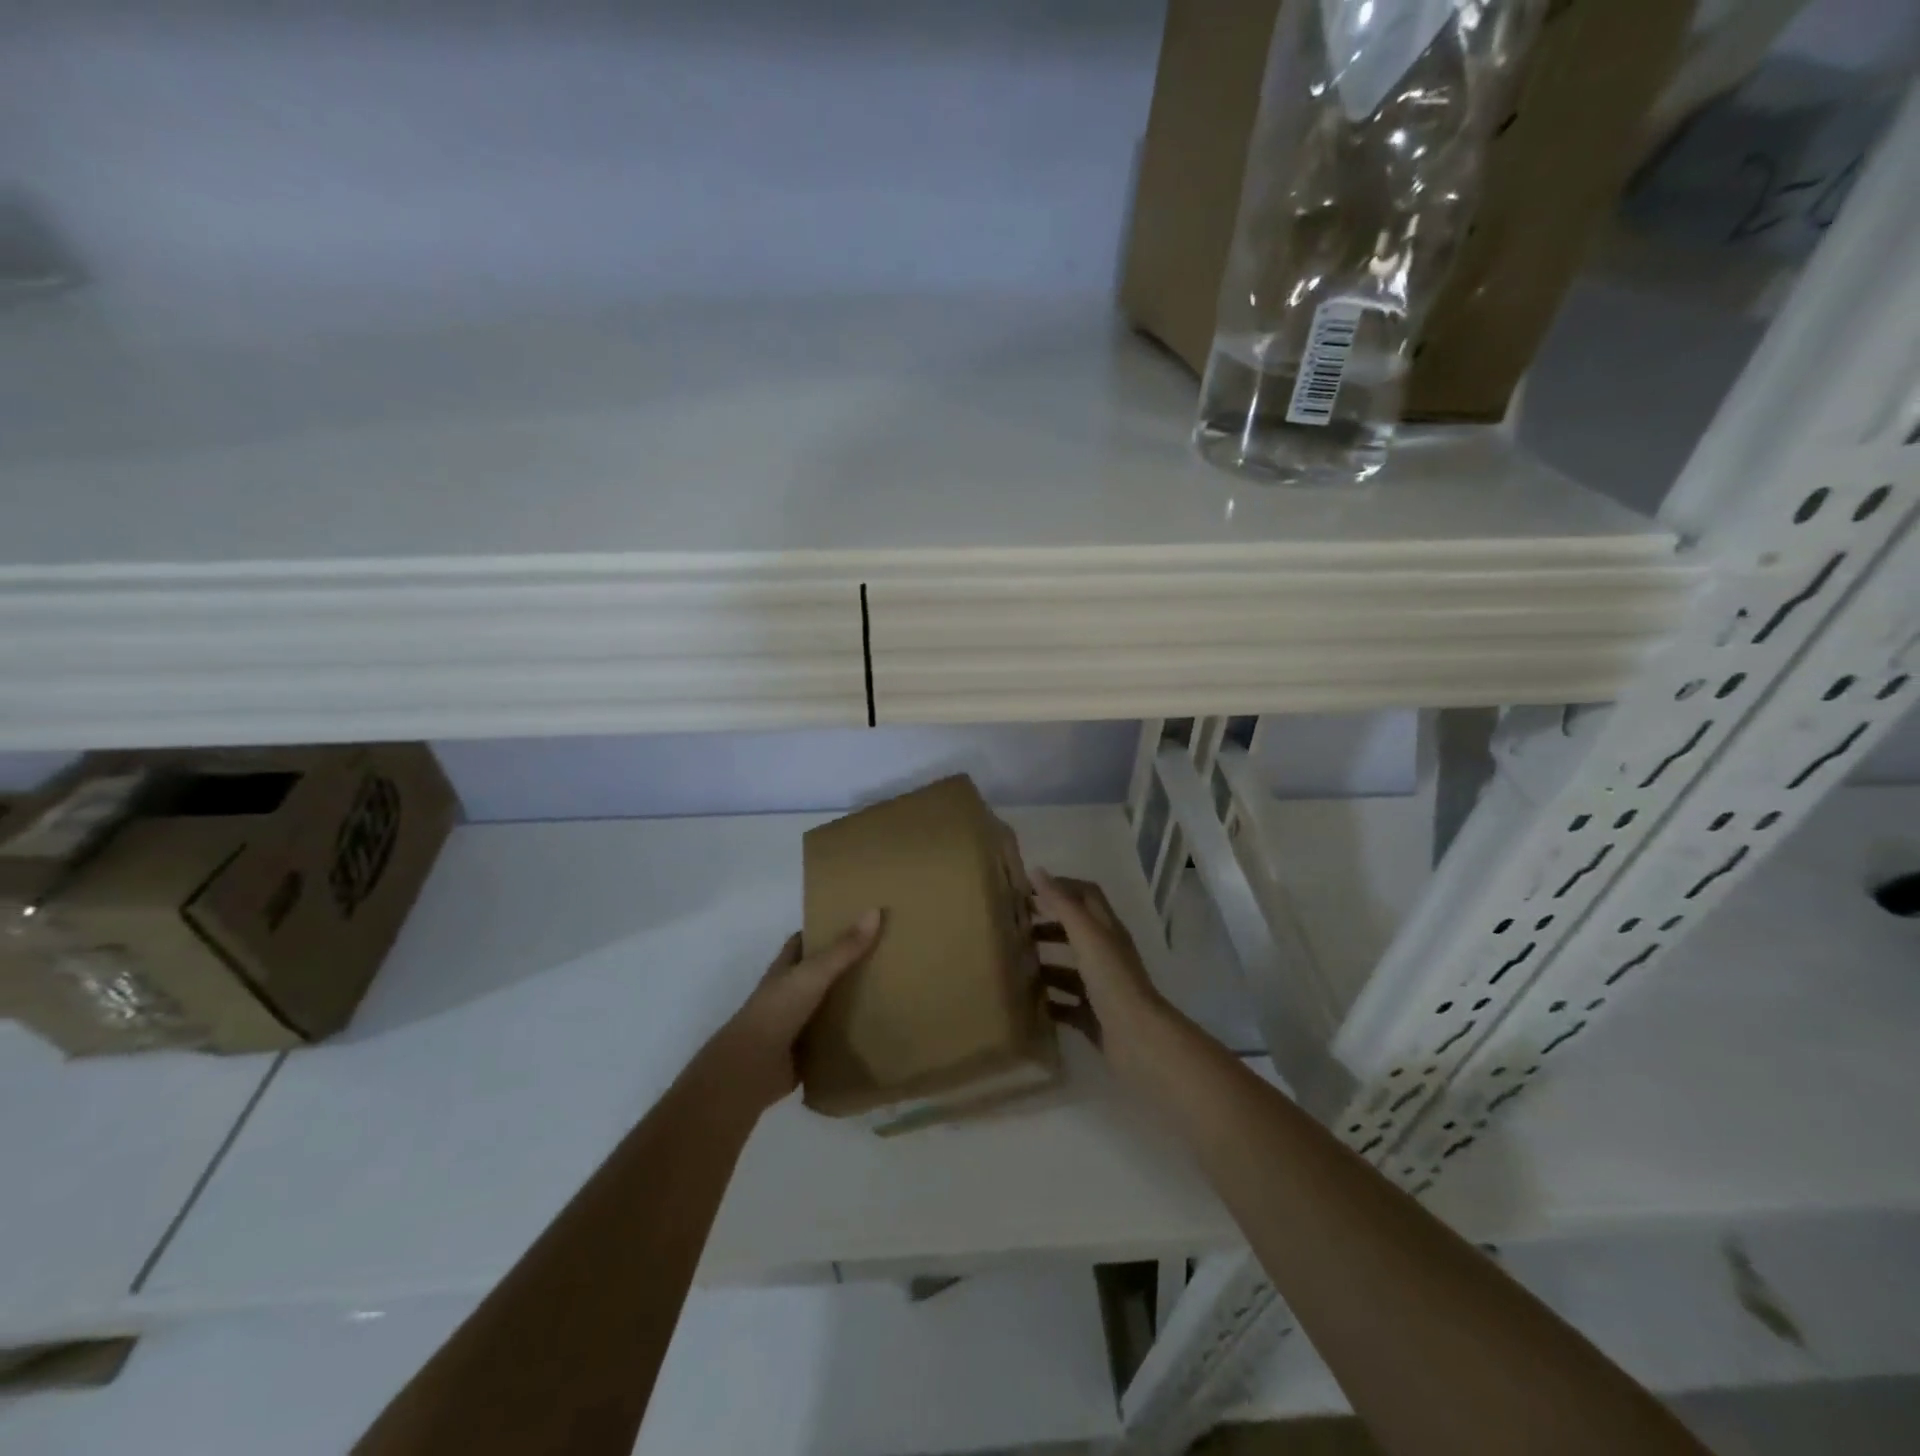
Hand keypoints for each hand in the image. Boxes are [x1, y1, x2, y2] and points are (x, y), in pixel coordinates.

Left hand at [706, 910, 883, 1113]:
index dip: (826, 929)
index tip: (857, 921)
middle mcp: (790, 992)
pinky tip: (878, 1028)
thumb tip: (875, 911)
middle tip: (885, 954)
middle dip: (847, 964)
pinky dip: (851, 1034)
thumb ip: (843, 948)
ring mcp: (797, 1022)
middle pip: (822, 971)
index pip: (805, 941)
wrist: (751, 1069)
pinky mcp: (807, 1050)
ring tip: (891, 988)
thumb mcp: (813, 974)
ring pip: (829, 1004)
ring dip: (852, 1000)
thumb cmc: (777, 1011)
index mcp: (786, 968)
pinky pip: (833, 1037)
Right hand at [1032, 870, 1170, 1076]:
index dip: (1060, 887)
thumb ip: (1062, 904)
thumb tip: (1037, 871)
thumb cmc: (1112, 980)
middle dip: (1047, 925)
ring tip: (1014, 964)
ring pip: (1069, 969)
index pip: (1086, 895)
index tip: (1028, 890)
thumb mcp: (1086, 935)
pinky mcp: (1094, 1016)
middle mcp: (1106, 954)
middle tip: (1015, 927)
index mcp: (1107, 930)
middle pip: (1075, 931)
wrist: (1138, 1040)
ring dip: (1044, 964)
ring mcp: (1101, 987)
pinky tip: (1027, 1002)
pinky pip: (1067, 1004)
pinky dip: (1048, 1001)